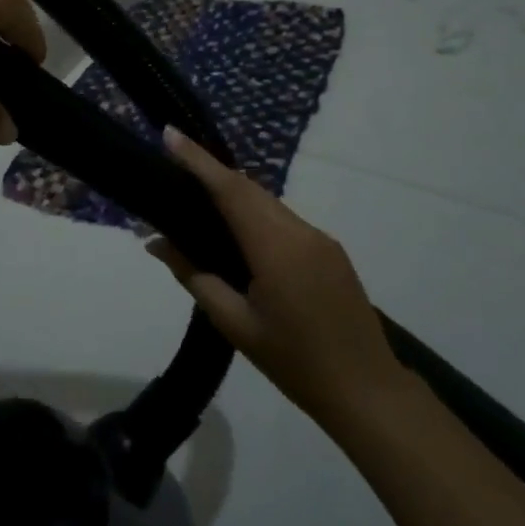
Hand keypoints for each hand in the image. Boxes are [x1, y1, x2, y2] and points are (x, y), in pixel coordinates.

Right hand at [146, 128, 404, 431]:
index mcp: (276, 247)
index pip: (230, 190)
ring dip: (235, 195)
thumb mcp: (236, 324)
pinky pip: (284, 220)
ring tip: (199, 202)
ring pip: (268, 203)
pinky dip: (256, 215)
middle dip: (212, 173)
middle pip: (249, 190)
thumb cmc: (295, 363)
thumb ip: (195, 277)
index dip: (198, 160)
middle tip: (175, 167)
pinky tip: (238, 235)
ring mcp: (320, 239)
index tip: (170, 134)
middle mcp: (301, 231)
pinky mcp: (330, 251)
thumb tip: (157, 243)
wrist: (368, 391)